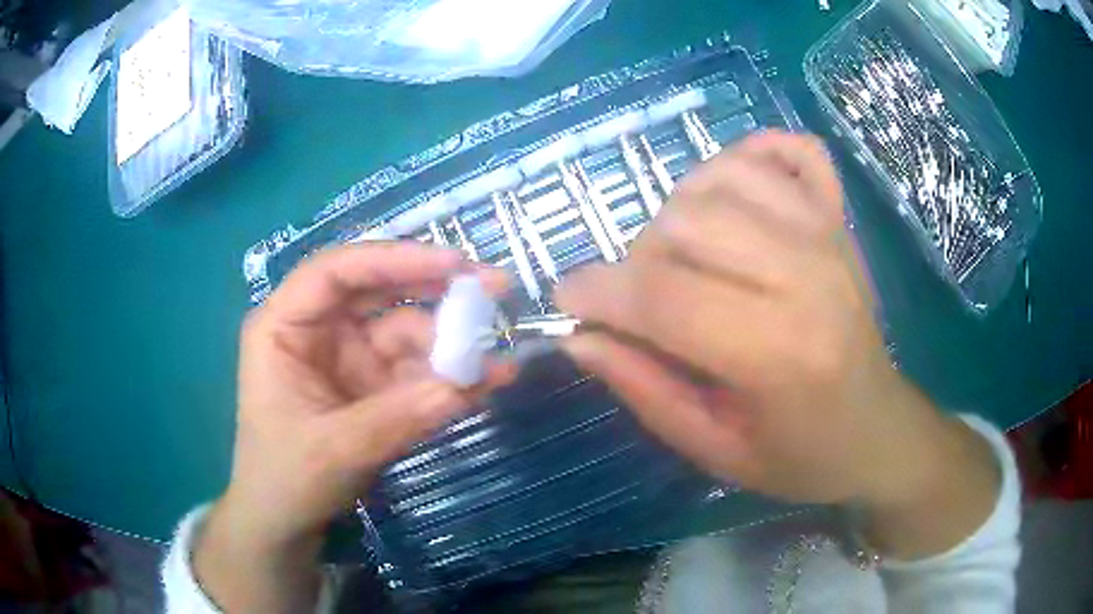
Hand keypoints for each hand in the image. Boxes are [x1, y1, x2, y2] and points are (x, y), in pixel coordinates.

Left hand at [195, 243, 508, 611]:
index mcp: (285, 325)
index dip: (394, 259)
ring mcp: (349, 357)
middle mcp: (318, 330)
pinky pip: (417, 370)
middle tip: (495, 287)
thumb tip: (472, 381)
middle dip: (435, 288)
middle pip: (378, 290)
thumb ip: (400, 416)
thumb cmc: (287, 478)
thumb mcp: (335, 449)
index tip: (454, 264)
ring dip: (451, 344)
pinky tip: (485, 384)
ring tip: (496, 365)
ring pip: (406, 331)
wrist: (286, 523)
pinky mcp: (373, 386)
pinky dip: (449, 377)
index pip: (337, 272)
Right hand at [557, 132, 997, 555]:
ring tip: (688, 255)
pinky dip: (751, 155)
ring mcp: (829, 234)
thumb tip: (580, 336)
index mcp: (780, 353)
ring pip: (721, 175)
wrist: (878, 429)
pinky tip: (736, 193)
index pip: (665, 296)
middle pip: (686, 221)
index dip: (598, 292)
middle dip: (640, 259)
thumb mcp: (715, 451)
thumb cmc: (801, 456)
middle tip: (647, 301)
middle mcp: (808, 275)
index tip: (568, 300)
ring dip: (681, 209)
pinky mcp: (840, 217)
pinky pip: (789, 148)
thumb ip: (645, 390)